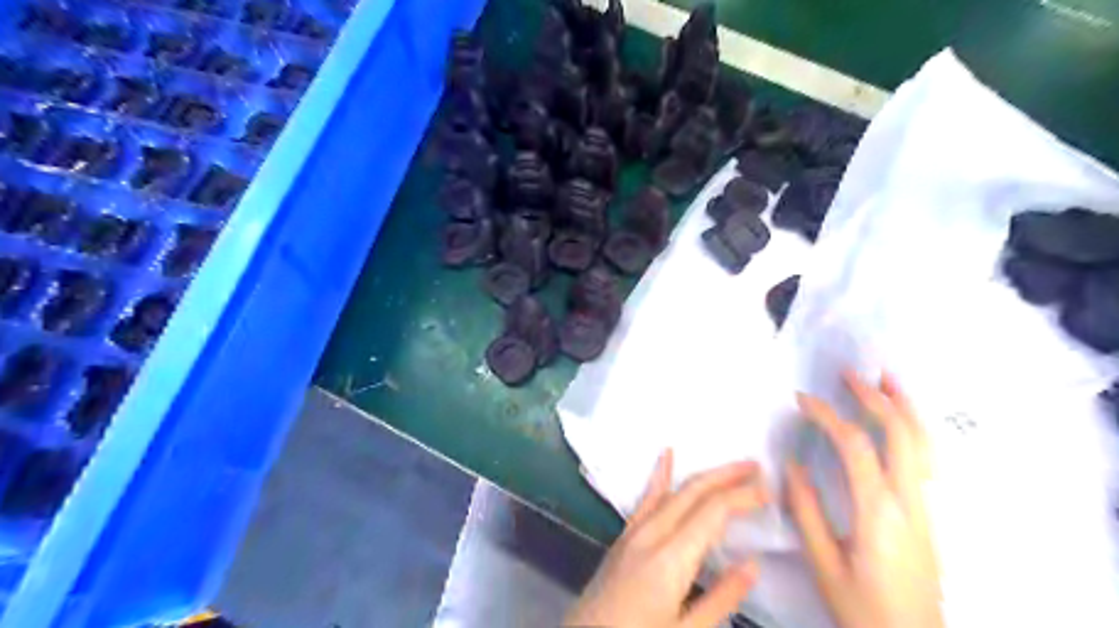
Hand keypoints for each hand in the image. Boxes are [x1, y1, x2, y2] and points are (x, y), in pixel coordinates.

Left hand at [569, 454, 769, 627]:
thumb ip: (721, 599)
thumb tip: (752, 564)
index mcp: (670, 559)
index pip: (712, 511)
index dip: (742, 496)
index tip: (769, 491)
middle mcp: (651, 534)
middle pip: (693, 491)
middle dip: (726, 475)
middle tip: (757, 467)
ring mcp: (633, 532)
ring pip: (673, 491)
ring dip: (703, 476)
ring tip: (730, 467)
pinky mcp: (624, 538)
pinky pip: (647, 499)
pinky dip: (661, 475)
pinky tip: (667, 455)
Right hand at [784, 368, 942, 627]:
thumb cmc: (862, 607)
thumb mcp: (823, 563)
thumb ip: (806, 511)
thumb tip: (791, 465)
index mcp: (878, 511)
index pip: (855, 446)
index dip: (827, 415)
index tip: (803, 399)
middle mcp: (910, 501)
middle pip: (901, 433)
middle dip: (875, 397)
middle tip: (849, 374)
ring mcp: (926, 507)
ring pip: (924, 443)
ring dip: (905, 406)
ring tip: (887, 379)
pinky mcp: (929, 514)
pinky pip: (926, 459)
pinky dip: (915, 429)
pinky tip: (901, 422)